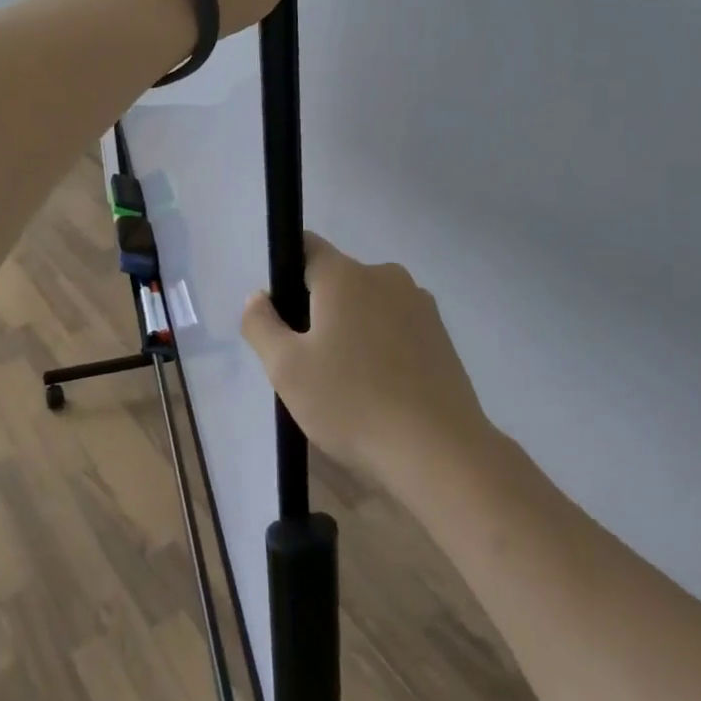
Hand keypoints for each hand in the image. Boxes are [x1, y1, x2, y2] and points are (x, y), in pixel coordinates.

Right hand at [241, 234, 494, 489]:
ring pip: (369, 305)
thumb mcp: (286, 369)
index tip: (282, 315)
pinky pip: (397, 327)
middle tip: (309, 363)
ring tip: (348, 384)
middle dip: (319, 311)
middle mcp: (385, 276)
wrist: (439, 452)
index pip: (307, 247)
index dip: (287, 273)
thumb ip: (261, 324)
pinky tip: (382, 391)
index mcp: (345, 275)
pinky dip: (383, 347)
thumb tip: (259, 297)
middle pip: (338, 280)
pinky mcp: (442, 334)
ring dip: (353, 330)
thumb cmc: (352, 404)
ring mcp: (419, 304)